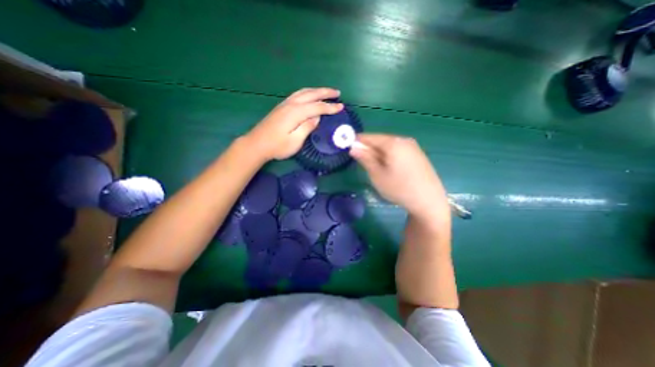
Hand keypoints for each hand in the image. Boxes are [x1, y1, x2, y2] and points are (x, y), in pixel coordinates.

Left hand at [246, 87, 344, 160]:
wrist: (256, 144)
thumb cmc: (277, 146)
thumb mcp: (295, 141)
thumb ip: (307, 127)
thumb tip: (317, 117)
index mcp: (296, 113)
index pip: (317, 107)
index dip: (330, 107)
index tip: (341, 107)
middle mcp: (291, 104)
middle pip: (311, 94)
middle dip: (325, 92)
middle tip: (337, 92)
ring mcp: (284, 104)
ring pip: (303, 92)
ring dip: (316, 90)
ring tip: (326, 92)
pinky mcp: (281, 107)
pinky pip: (298, 95)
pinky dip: (308, 93)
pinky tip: (310, 96)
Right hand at [351, 133, 453, 221]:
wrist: (429, 201)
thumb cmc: (399, 188)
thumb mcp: (377, 175)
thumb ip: (365, 159)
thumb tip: (353, 148)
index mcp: (393, 143)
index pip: (370, 137)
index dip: (358, 141)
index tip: (349, 147)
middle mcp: (404, 140)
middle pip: (381, 140)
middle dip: (369, 148)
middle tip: (361, 160)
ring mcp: (413, 147)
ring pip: (389, 146)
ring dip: (378, 152)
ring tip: (374, 166)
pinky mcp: (418, 155)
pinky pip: (398, 150)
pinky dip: (389, 155)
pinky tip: (389, 167)